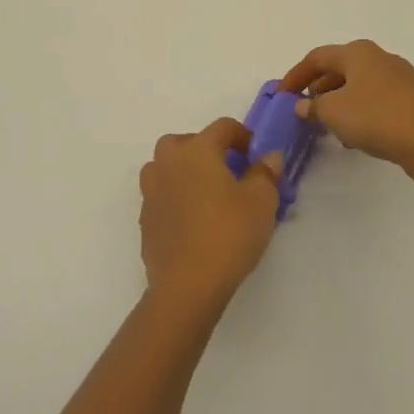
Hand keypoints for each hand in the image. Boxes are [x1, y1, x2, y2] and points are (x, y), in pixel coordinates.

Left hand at [138, 118, 281, 316]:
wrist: (187, 286)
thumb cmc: (228, 234)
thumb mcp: (262, 202)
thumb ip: (266, 173)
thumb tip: (268, 156)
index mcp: (197, 151)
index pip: (221, 127)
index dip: (242, 135)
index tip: (255, 153)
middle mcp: (168, 164)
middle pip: (184, 141)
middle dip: (205, 148)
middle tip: (226, 169)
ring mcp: (151, 192)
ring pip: (164, 167)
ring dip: (183, 171)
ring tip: (205, 192)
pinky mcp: (145, 220)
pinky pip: (160, 196)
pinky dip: (175, 198)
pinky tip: (192, 220)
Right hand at [278, 40, 413, 174]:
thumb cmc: (375, 117)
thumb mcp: (333, 112)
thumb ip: (312, 107)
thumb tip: (303, 105)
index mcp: (357, 52)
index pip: (317, 57)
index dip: (295, 75)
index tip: (281, 95)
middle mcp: (379, 57)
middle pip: (339, 68)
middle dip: (318, 88)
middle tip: (303, 109)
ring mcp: (399, 77)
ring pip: (358, 85)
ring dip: (338, 102)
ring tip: (326, 125)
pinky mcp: (412, 99)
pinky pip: (375, 99)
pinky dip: (358, 111)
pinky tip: (354, 135)